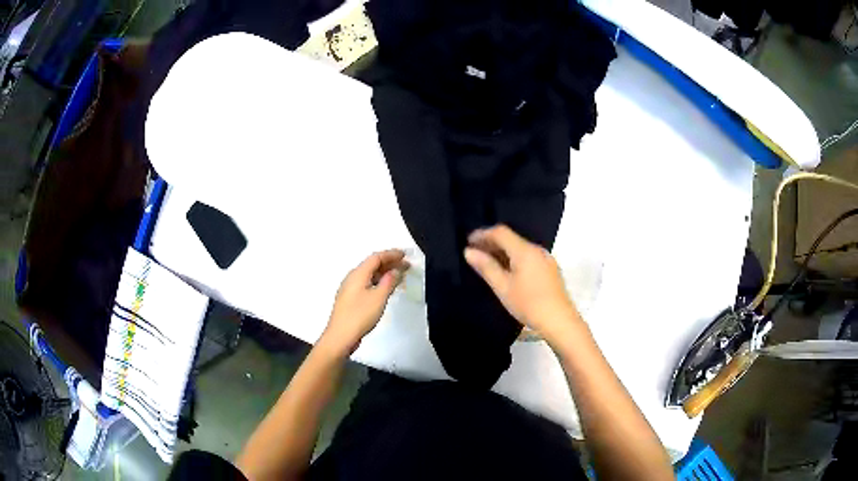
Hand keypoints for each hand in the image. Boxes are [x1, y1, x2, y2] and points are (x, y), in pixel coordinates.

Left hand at [321, 249, 408, 354]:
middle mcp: (352, 277)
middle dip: (389, 263)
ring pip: (369, 275)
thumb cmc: (360, 315)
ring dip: (385, 273)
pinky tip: (386, 289)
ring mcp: (350, 289)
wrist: (340, 337)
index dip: (391, 254)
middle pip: (372, 265)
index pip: (376, 257)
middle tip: (406, 265)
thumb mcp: (378, 298)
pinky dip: (379, 282)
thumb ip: (388, 282)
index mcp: (358, 274)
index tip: (405, 255)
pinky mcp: (351, 299)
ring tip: (400, 276)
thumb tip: (395, 271)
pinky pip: (367, 283)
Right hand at [464, 225, 579, 344]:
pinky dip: (514, 259)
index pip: (501, 232)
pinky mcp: (550, 270)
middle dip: (492, 242)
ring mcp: (546, 259)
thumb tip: (469, 252)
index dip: (483, 234)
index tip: (467, 241)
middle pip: (511, 238)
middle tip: (474, 252)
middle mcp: (537, 250)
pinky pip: (528, 257)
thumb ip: (486, 267)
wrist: (560, 322)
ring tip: (487, 262)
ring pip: (520, 248)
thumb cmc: (529, 304)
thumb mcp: (503, 287)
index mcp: (525, 251)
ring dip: (503, 251)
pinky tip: (507, 271)